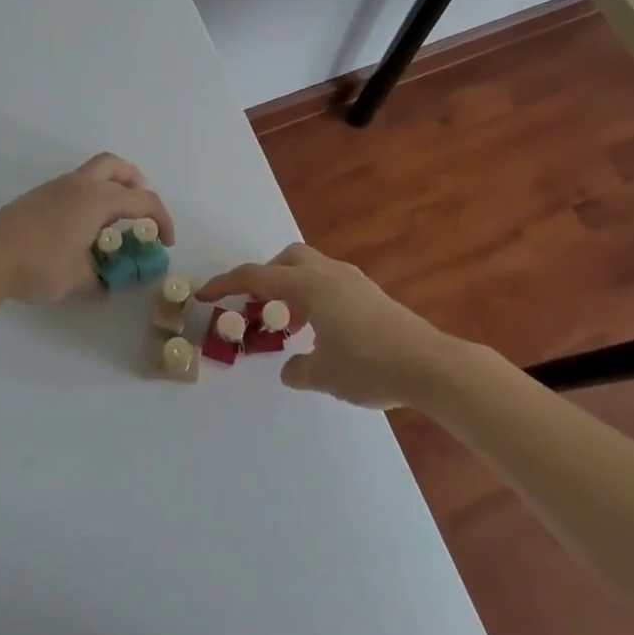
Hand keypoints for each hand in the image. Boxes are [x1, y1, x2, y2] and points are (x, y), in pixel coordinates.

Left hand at [0, 153, 175, 304]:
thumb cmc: (39, 264)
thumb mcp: (78, 280)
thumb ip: (100, 280)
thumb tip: (108, 285)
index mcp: (98, 199)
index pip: (143, 200)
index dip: (162, 220)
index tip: (165, 242)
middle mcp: (80, 185)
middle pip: (116, 166)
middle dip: (135, 183)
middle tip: (140, 209)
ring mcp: (55, 188)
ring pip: (92, 173)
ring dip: (110, 188)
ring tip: (111, 221)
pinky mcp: (37, 196)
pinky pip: (74, 186)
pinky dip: (88, 197)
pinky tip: (82, 227)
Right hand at [198, 243, 455, 408]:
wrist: (428, 363)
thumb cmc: (368, 364)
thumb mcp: (324, 374)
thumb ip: (299, 369)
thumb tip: (290, 369)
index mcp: (309, 286)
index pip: (256, 277)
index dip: (226, 284)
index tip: (205, 293)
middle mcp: (329, 274)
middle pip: (287, 259)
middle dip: (266, 277)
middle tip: (259, 307)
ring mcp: (353, 281)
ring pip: (311, 269)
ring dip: (293, 288)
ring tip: (291, 325)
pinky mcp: (371, 294)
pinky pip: (330, 283)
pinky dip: (315, 297)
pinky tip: (323, 331)